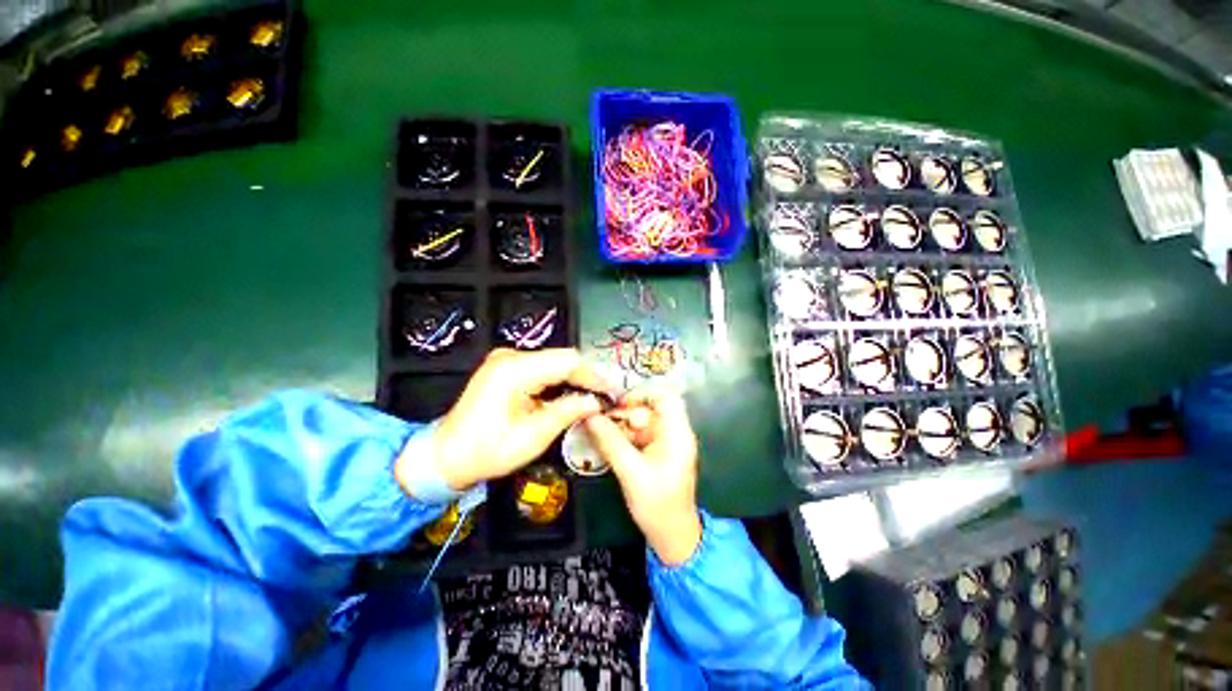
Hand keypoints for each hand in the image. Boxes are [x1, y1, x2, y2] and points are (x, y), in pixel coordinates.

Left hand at [398, 348, 613, 492]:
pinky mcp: (506, 368)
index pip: (568, 361)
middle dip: (587, 378)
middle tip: (605, 398)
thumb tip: (596, 402)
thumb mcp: (533, 436)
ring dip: (575, 380)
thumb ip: (568, 412)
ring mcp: (507, 360)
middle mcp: (511, 356)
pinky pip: (542, 369)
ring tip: (593, 399)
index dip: (594, 376)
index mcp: (515, 369)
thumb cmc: (487, 451)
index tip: (611, 394)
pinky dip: (559, 382)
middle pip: (562, 359)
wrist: (445, 456)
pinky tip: (571, 396)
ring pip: (554, 363)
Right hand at [583, 388, 701, 564]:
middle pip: (648, 408)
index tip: (617, 404)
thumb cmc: (658, 505)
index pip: (665, 396)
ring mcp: (664, 442)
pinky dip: (622, 437)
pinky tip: (605, 443)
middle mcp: (672, 432)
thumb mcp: (631, 472)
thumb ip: (610, 442)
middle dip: (624, 413)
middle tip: (600, 422)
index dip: (642, 393)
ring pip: (640, 421)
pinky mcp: (655, 452)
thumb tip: (590, 416)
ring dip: (619, 425)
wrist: (672, 536)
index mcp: (677, 433)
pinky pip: (636, 435)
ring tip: (598, 433)